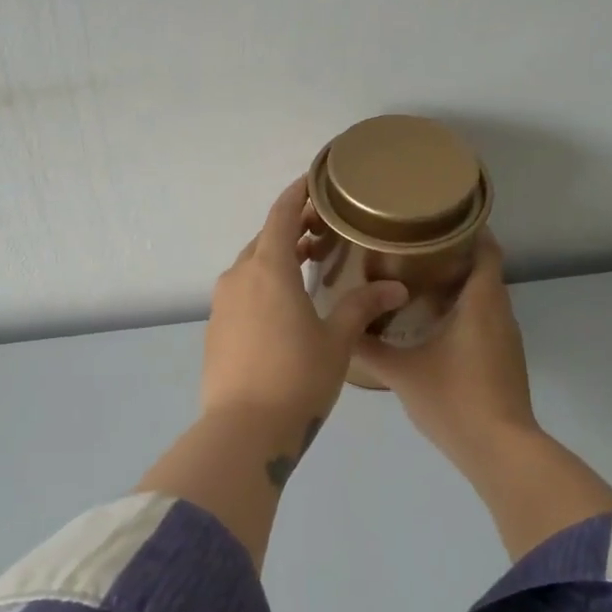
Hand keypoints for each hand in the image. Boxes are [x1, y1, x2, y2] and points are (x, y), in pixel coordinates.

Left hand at [203, 177, 408, 426]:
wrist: (243, 429)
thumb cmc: (297, 377)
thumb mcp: (336, 341)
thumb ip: (362, 307)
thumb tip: (395, 288)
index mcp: (268, 268)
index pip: (281, 214)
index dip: (298, 193)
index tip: (316, 181)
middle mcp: (239, 277)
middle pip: (265, 239)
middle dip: (292, 229)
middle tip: (325, 233)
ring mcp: (222, 304)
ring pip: (251, 267)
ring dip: (277, 259)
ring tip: (309, 267)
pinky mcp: (215, 329)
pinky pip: (241, 292)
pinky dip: (262, 285)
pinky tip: (284, 307)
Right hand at [352, 235, 537, 470]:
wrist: (499, 449)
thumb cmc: (453, 400)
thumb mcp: (402, 372)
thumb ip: (369, 348)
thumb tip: (342, 328)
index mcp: (481, 303)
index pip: (486, 249)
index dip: (467, 229)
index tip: (434, 219)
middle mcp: (500, 313)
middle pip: (482, 270)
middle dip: (451, 255)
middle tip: (409, 247)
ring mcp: (505, 338)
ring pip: (483, 297)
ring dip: (455, 285)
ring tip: (413, 278)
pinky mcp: (503, 359)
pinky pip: (483, 320)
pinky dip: (461, 311)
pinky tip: (429, 322)